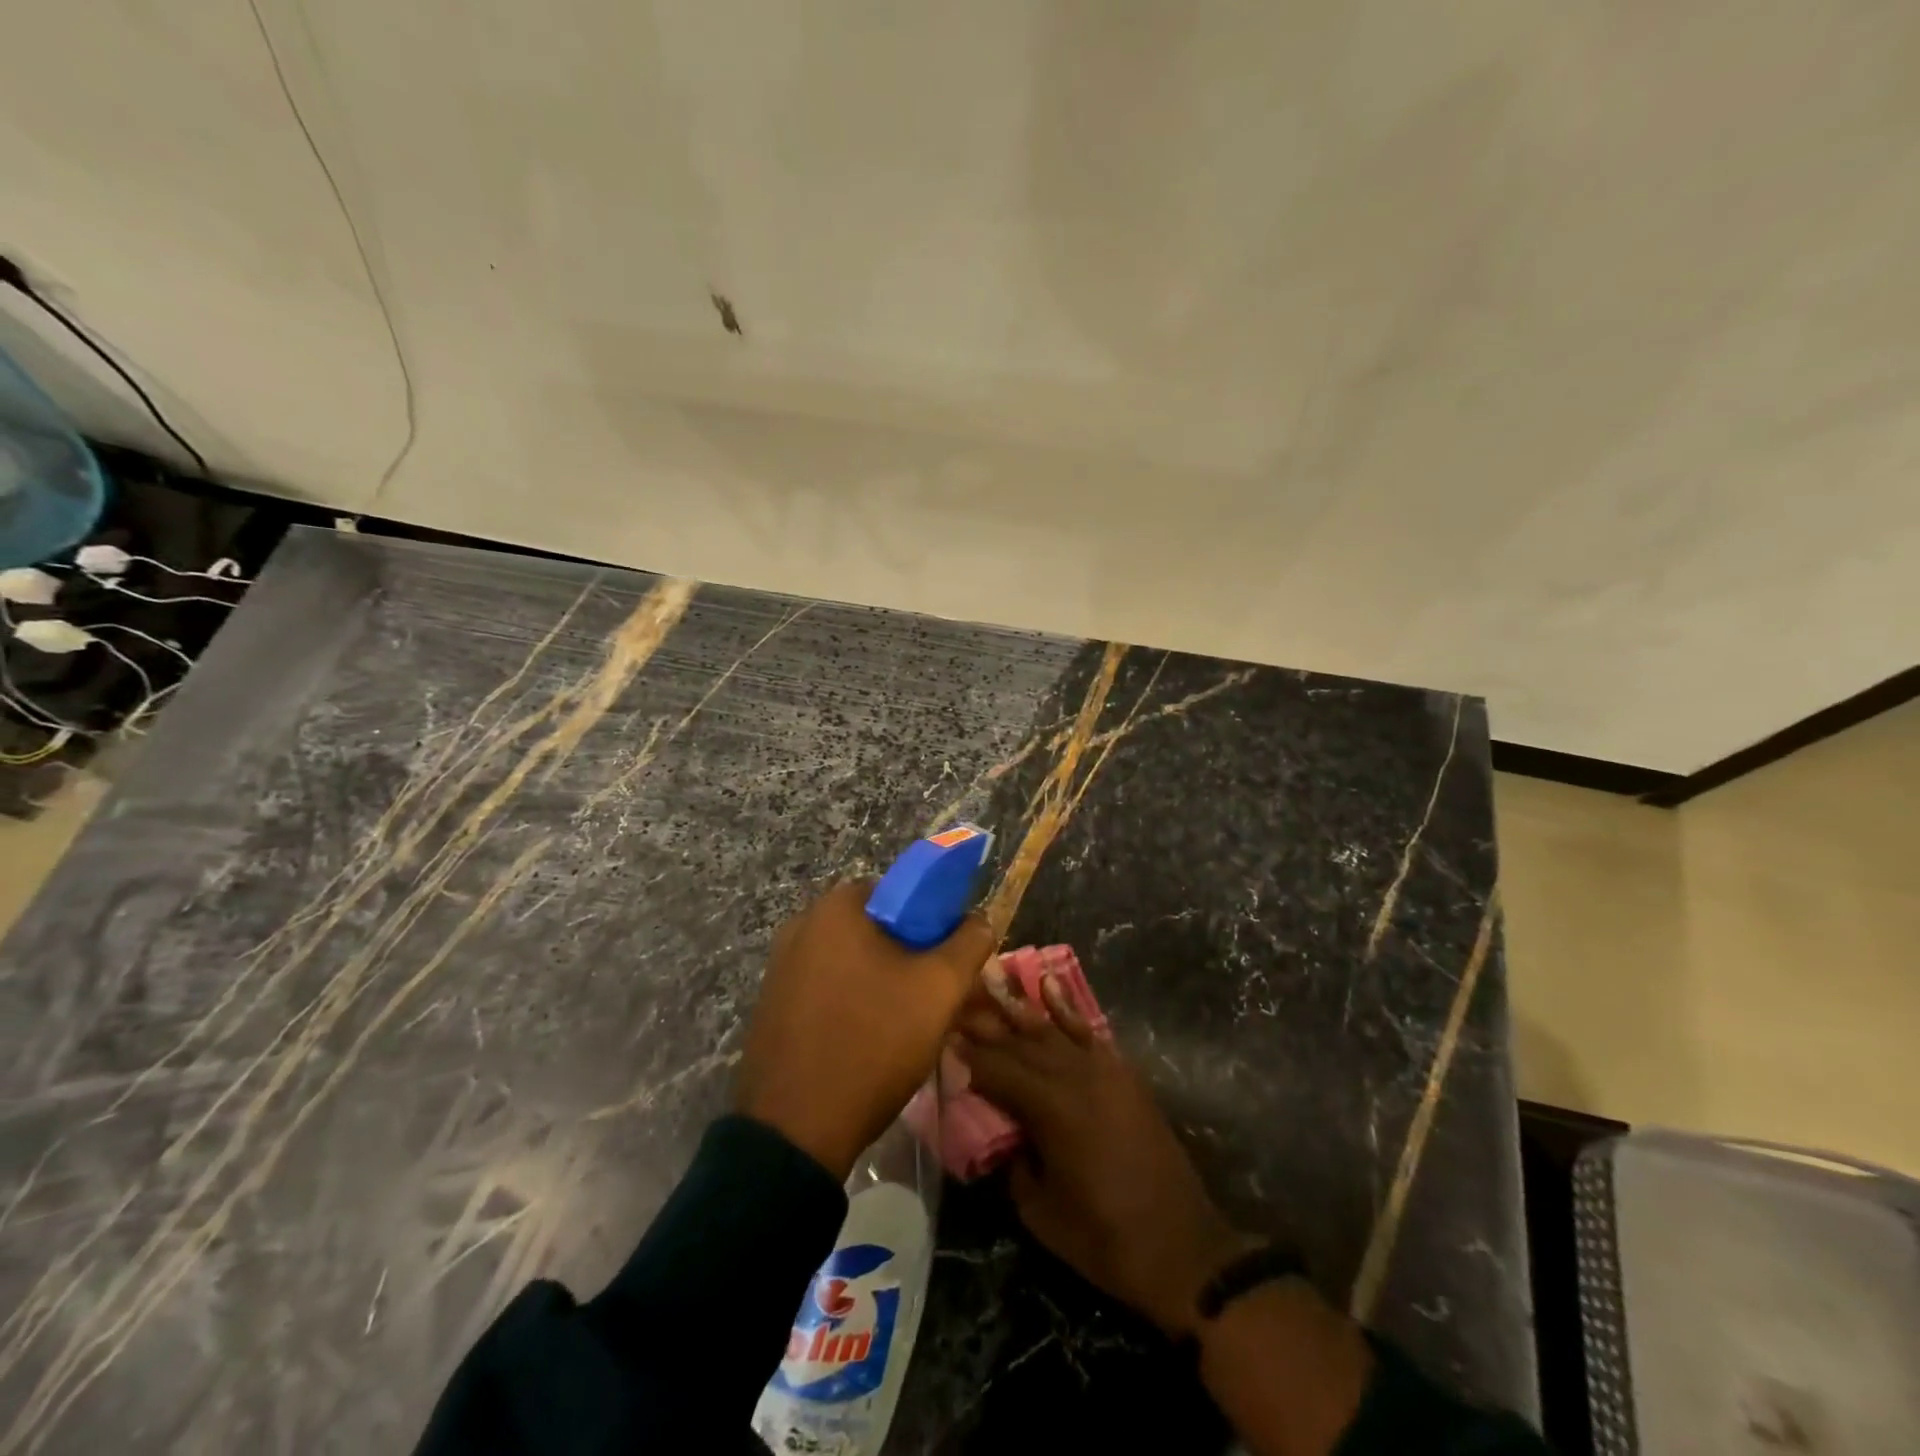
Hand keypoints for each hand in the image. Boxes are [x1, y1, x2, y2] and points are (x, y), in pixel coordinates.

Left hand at [736, 881, 994, 1180]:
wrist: (796, 1131)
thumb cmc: (872, 1042)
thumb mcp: (939, 989)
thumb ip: (969, 943)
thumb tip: (980, 920)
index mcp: (836, 907)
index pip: (903, 893)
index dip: (936, 923)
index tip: (951, 963)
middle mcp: (802, 925)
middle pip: (878, 929)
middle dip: (914, 958)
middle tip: (937, 1000)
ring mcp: (781, 967)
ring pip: (854, 963)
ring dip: (887, 984)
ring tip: (911, 1028)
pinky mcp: (773, 1005)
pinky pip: (828, 989)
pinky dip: (855, 1004)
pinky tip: (872, 1042)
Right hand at [958, 974, 1253, 1334]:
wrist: (1181, 1247)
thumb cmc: (1104, 1239)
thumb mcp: (1040, 1211)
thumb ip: (1013, 1163)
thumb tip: (1002, 1133)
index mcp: (1050, 1109)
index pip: (997, 1070)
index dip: (968, 1054)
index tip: (942, 1034)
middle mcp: (1075, 1076)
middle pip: (1021, 1042)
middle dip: (987, 1023)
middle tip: (957, 1003)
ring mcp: (1104, 1070)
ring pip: (1051, 1029)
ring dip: (1019, 1008)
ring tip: (991, 982)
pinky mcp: (1124, 1074)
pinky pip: (1088, 1031)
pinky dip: (1066, 1007)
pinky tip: (1048, 986)